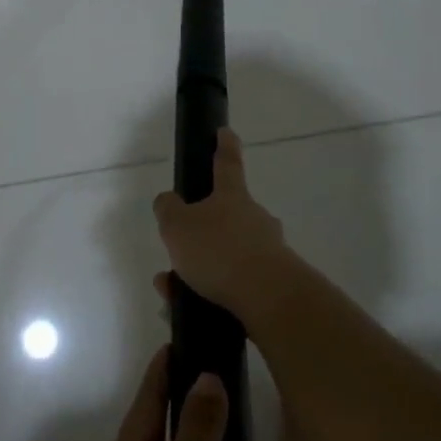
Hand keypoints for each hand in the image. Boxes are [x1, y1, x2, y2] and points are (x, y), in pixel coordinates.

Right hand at [152, 128, 291, 321]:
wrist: (270, 298)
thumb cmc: (219, 251)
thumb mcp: (177, 226)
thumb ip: (168, 210)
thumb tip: (169, 200)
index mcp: (232, 197)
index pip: (227, 163)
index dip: (223, 146)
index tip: (224, 132)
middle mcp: (254, 218)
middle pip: (225, 216)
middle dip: (200, 232)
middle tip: (177, 251)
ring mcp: (267, 250)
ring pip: (225, 254)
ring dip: (198, 269)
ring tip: (172, 289)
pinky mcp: (272, 283)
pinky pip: (233, 283)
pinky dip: (208, 292)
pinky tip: (188, 308)